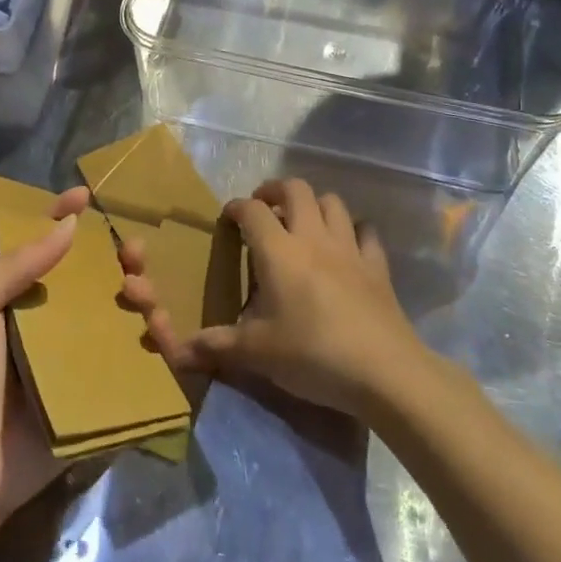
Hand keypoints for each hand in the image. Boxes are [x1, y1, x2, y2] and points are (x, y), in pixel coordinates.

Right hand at [119, 178, 419, 417]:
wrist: (383, 371)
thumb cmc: (312, 355)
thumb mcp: (256, 353)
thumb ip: (216, 346)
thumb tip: (177, 351)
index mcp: (278, 251)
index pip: (252, 211)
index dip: (237, 207)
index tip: (229, 217)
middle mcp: (312, 237)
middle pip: (295, 189)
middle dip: (275, 190)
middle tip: (264, 207)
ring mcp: (349, 247)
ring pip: (332, 202)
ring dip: (314, 204)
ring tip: (302, 221)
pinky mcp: (377, 265)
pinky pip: (365, 232)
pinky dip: (353, 229)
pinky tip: (346, 244)